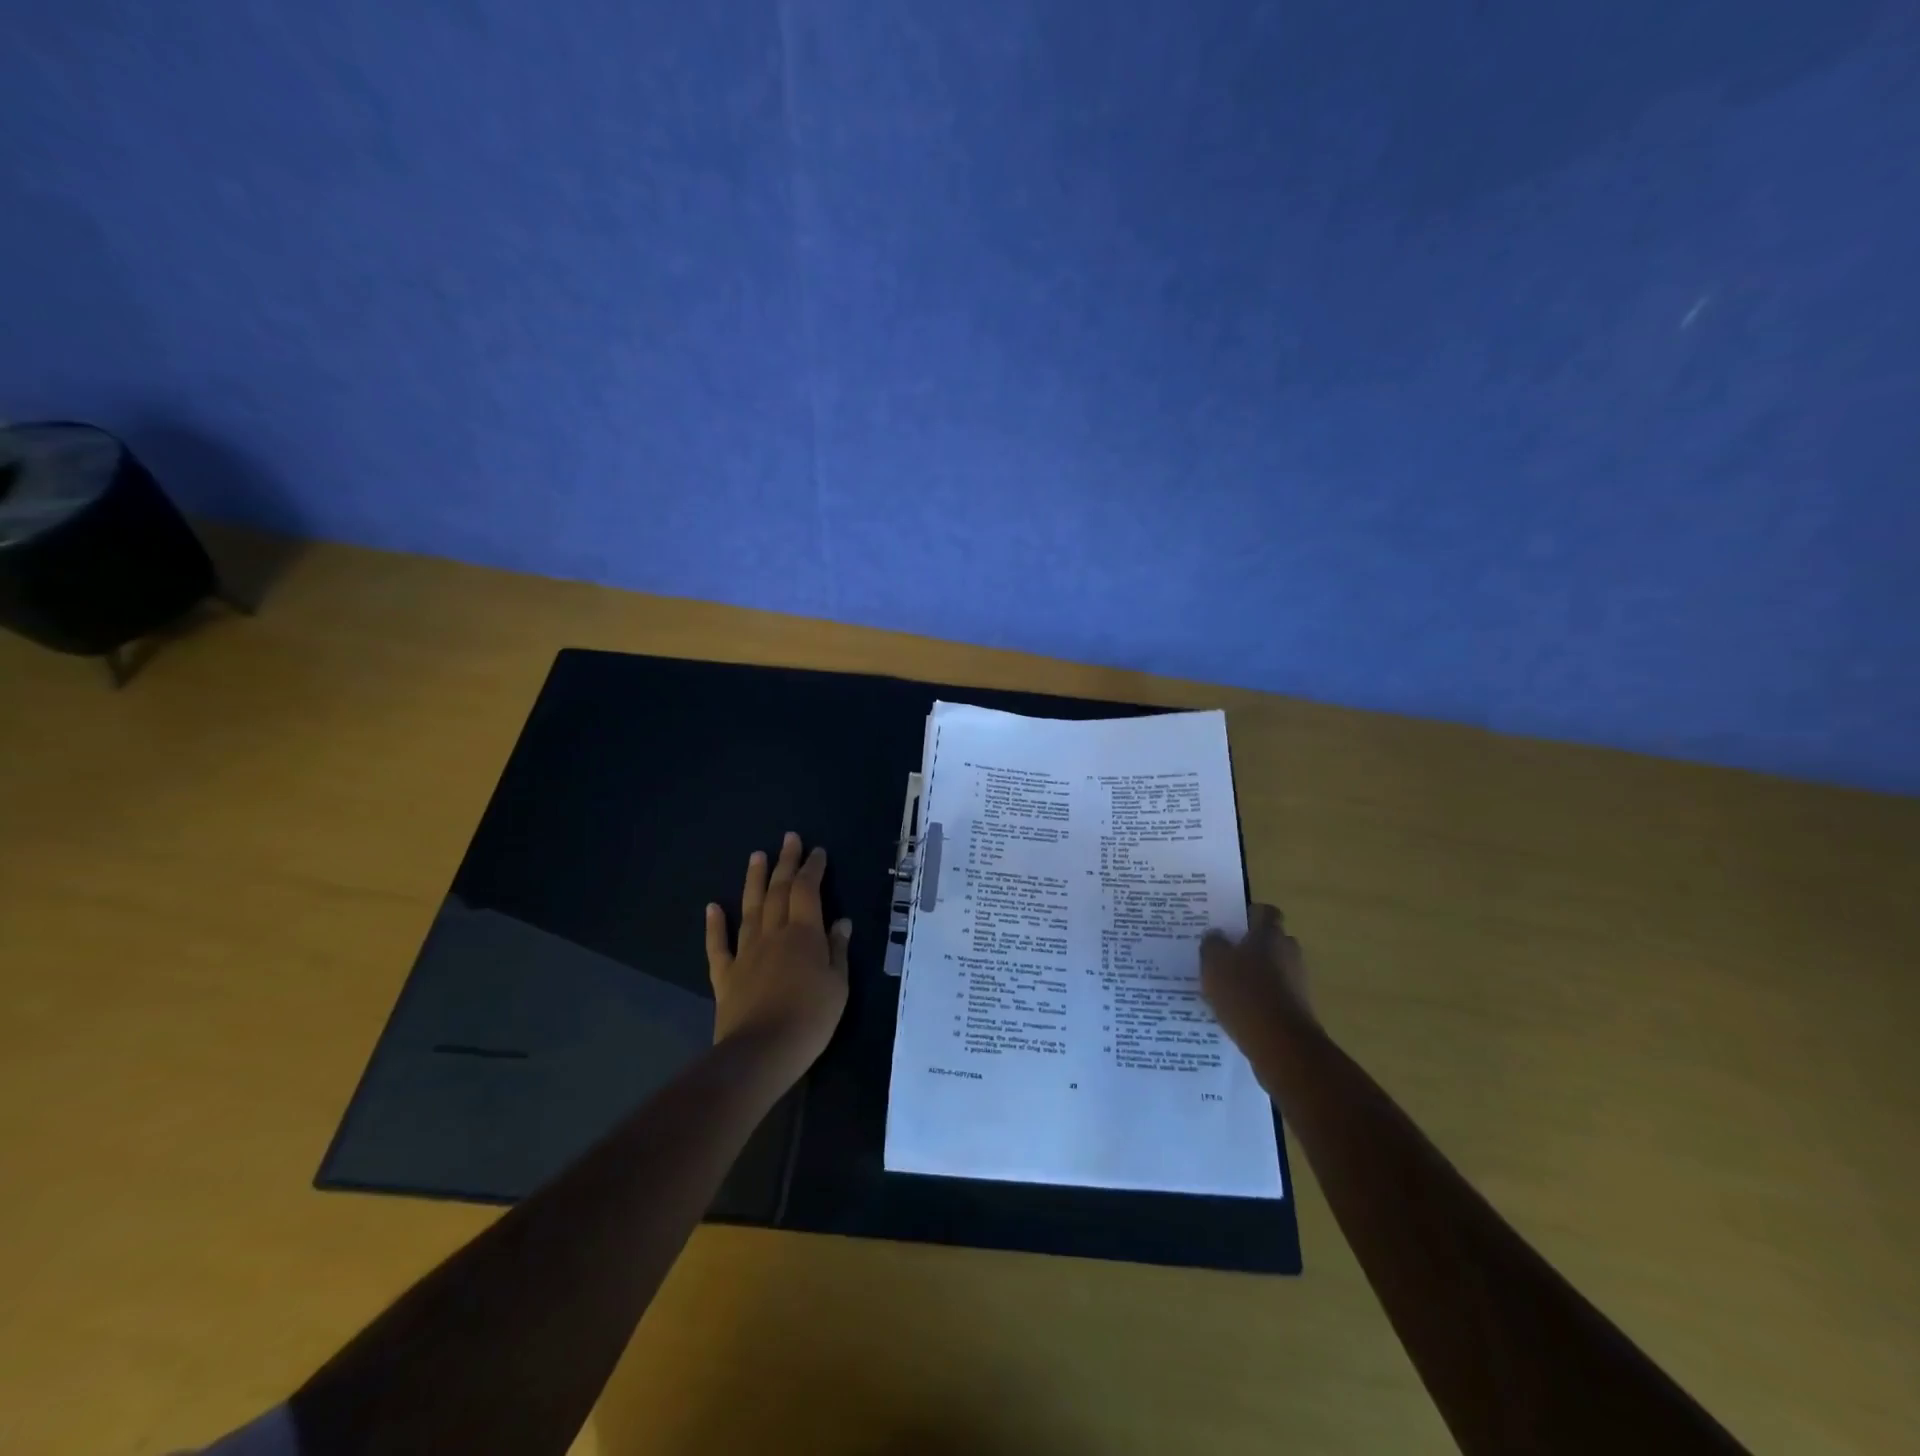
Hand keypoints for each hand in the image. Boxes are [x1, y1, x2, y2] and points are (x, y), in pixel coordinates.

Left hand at [704, 832, 850, 1078]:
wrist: (761, 1052)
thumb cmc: (810, 1018)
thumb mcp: (838, 985)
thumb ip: (838, 950)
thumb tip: (840, 921)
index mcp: (804, 934)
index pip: (808, 891)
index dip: (812, 868)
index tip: (817, 851)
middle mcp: (773, 934)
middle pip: (778, 891)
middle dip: (785, 863)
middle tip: (788, 838)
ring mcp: (746, 953)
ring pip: (749, 908)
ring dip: (753, 880)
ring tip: (756, 856)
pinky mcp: (726, 975)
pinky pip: (719, 945)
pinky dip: (715, 924)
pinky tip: (712, 906)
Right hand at [1200, 904, 1315, 1052]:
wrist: (1281, 1044)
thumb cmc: (1244, 993)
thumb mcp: (1214, 963)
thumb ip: (1212, 944)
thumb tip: (1216, 935)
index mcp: (1270, 934)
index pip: (1265, 912)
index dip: (1248, 914)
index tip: (1230, 923)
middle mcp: (1288, 951)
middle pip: (1270, 940)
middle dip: (1250, 946)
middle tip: (1223, 954)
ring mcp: (1297, 981)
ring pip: (1273, 968)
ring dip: (1255, 974)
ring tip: (1226, 986)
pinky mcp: (1298, 1008)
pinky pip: (1275, 994)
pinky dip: (1260, 998)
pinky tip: (1238, 1009)